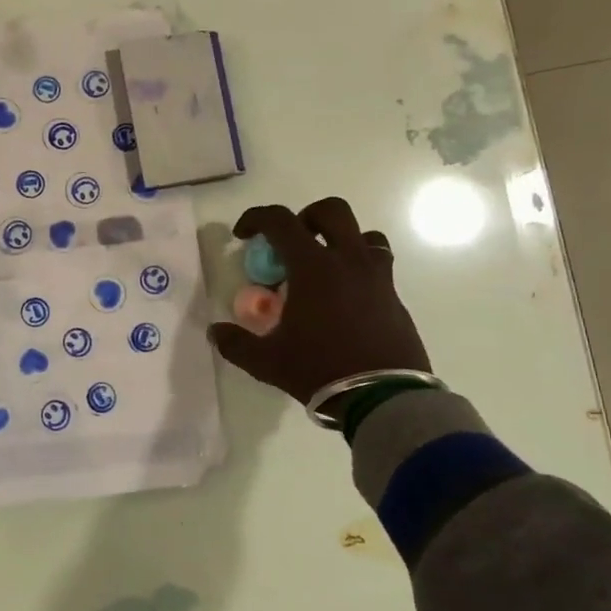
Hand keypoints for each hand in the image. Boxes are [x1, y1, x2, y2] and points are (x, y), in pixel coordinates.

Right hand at [208, 197, 430, 404]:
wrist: (384, 399)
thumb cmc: (320, 370)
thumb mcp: (267, 361)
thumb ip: (237, 343)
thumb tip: (216, 332)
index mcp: (313, 267)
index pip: (280, 221)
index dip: (256, 218)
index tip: (243, 235)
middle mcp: (348, 261)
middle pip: (332, 211)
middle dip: (307, 218)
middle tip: (292, 244)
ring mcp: (378, 277)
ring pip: (365, 235)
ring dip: (342, 241)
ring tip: (326, 269)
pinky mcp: (395, 298)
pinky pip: (379, 267)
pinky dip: (359, 270)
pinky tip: (346, 300)